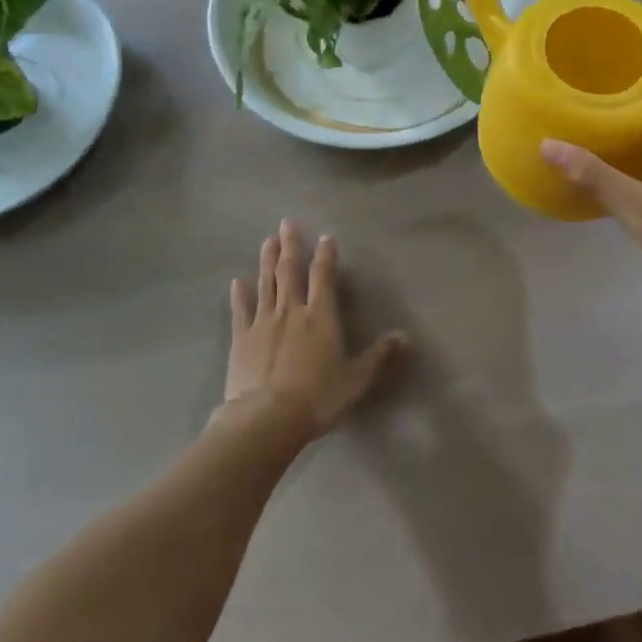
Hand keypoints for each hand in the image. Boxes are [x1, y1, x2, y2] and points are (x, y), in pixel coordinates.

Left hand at [222, 220, 407, 441]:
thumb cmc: (317, 397)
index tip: (325, 237)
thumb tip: (406, 337)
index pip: (323, 277)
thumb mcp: (356, 379)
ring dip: (267, 261)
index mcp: (320, 316)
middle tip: (287, 222)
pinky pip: (241, 310)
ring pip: (266, 284)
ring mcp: (263, 322)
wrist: (267, 418)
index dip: (325, 255)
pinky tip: (236, 281)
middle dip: (291, 245)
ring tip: (268, 241)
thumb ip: (379, 356)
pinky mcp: (241, 339)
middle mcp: (291, 310)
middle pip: (290, 271)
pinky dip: (239, 295)